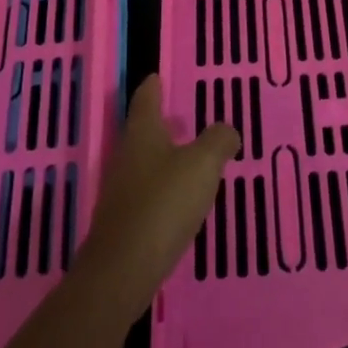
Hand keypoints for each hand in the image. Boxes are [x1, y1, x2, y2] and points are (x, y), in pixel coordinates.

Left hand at [75, 74, 236, 322]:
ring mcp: (121, 191)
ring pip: (145, 163)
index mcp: (142, 133)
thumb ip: (218, 141)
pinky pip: (147, 193)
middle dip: (161, 122)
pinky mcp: (124, 223)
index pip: (145, 98)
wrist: (122, 272)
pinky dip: (163, 188)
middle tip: (183, 116)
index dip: (152, 86)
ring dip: (164, 157)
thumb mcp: (202, 165)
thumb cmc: (163, 204)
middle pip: (143, 131)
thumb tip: (226, 131)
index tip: (156, 76)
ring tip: (189, 157)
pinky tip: (180, 199)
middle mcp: (127, 156)